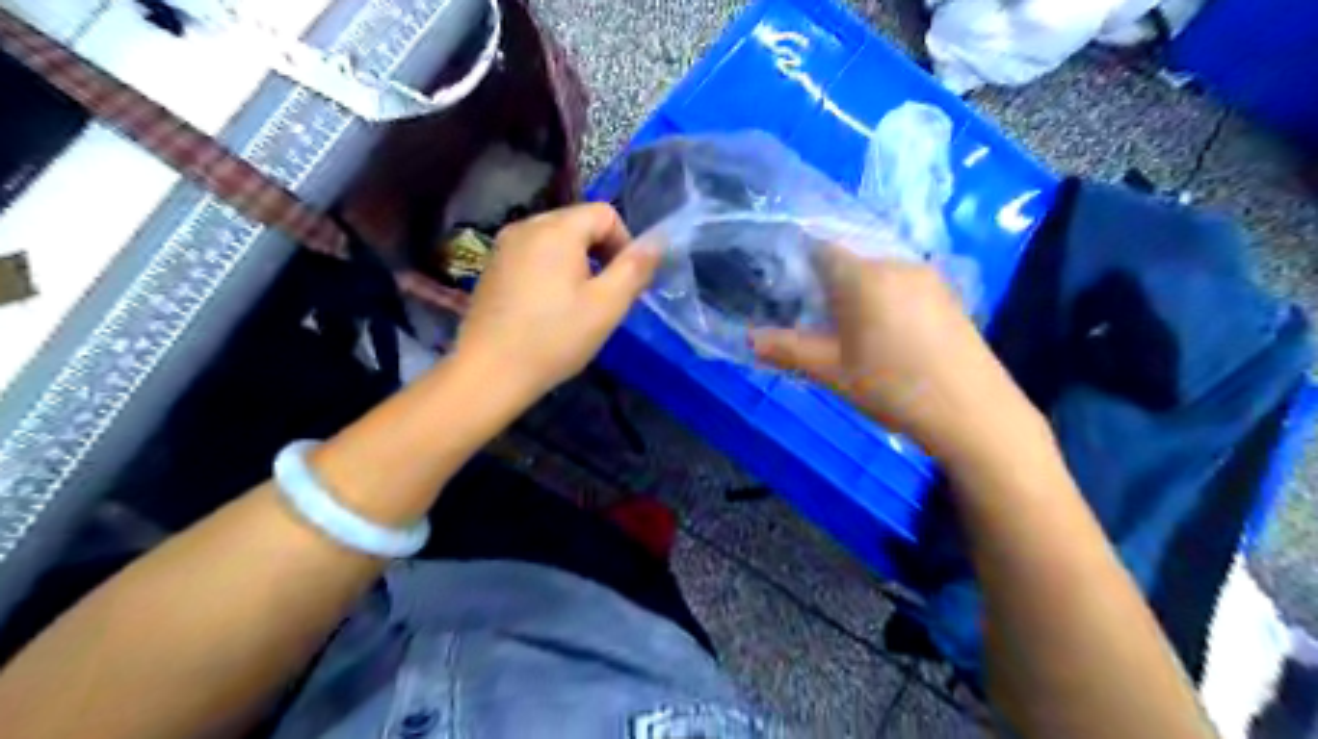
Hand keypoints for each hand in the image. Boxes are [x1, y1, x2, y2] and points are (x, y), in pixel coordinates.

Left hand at [456, 206, 659, 399]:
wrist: (489, 372)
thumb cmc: (555, 338)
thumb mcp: (607, 305)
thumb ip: (635, 268)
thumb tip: (657, 241)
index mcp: (556, 229)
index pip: (605, 213)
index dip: (625, 243)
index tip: (624, 283)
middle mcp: (526, 226)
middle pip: (579, 223)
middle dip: (601, 254)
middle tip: (604, 298)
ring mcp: (504, 246)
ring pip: (556, 241)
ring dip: (577, 264)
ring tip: (577, 306)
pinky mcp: (492, 268)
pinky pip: (533, 256)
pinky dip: (551, 272)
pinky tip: (548, 309)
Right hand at [758, 251, 1046, 463]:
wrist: (973, 413)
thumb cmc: (893, 388)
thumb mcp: (832, 372)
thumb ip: (787, 350)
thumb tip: (749, 340)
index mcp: (864, 276)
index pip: (822, 249)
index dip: (801, 268)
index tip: (791, 297)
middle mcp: (897, 263)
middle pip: (850, 259)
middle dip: (829, 285)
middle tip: (817, 324)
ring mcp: (928, 277)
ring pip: (878, 272)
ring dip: (858, 293)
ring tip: (851, 335)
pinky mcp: (948, 294)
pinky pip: (903, 283)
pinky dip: (885, 299)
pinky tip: (888, 337)